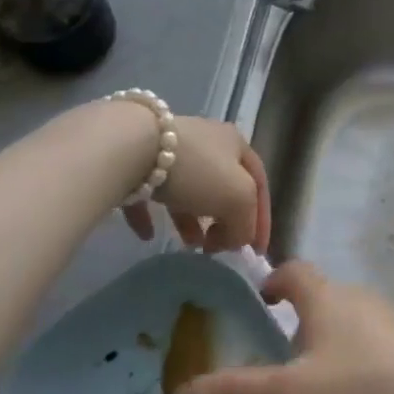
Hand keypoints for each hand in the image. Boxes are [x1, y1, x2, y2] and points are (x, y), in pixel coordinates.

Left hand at [121, 114, 270, 254]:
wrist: (132, 147)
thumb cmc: (196, 170)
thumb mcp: (239, 198)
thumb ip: (246, 223)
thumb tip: (236, 239)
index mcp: (235, 143)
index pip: (259, 182)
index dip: (261, 218)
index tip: (255, 252)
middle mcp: (206, 141)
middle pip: (223, 185)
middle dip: (224, 220)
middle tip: (218, 247)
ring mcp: (169, 150)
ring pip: (188, 189)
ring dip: (191, 220)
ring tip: (190, 246)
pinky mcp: (136, 161)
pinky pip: (149, 193)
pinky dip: (152, 215)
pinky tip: (147, 235)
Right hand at [168, 260, 393, 393]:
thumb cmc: (359, 382)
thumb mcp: (293, 392)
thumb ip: (240, 392)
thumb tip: (183, 393)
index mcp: (324, 297)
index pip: (293, 271)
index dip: (273, 282)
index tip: (262, 302)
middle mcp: (355, 297)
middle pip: (321, 299)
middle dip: (300, 324)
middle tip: (283, 360)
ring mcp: (387, 318)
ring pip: (347, 326)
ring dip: (329, 349)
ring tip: (317, 392)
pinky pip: (372, 348)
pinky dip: (356, 367)